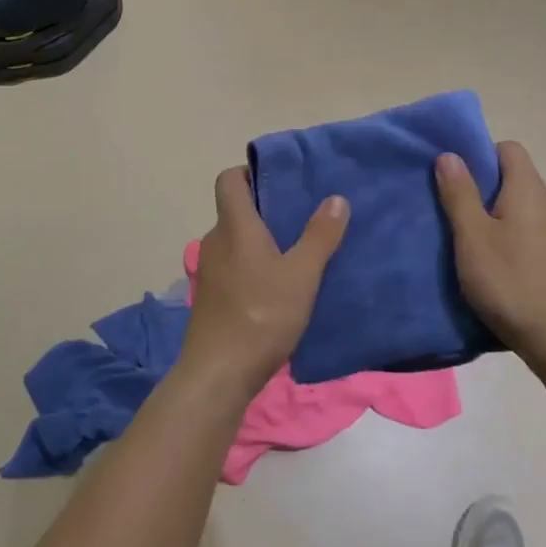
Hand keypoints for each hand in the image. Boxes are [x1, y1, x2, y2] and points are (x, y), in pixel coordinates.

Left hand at [183, 167, 348, 401]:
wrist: (218, 374)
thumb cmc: (261, 316)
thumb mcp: (302, 275)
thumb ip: (320, 235)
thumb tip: (336, 198)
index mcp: (234, 226)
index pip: (229, 179)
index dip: (250, 172)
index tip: (280, 180)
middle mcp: (215, 241)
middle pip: (236, 210)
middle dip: (266, 209)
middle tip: (302, 215)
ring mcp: (209, 272)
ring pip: (236, 241)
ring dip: (261, 241)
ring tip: (296, 251)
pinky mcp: (210, 298)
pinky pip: (233, 267)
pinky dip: (253, 266)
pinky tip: (278, 287)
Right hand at [436, 142, 545, 368]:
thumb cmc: (510, 282)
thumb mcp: (473, 238)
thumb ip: (460, 194)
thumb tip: (450, 155)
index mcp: (529, 190)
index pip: (508, 148)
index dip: (480, 154)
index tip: (456, 178)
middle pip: (514, 178)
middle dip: (482, 188)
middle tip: (452, 211)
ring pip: (521, 208)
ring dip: (495, 216)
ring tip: (468, 241)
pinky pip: (530, 232)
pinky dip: (510, 238)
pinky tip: (494, 265)